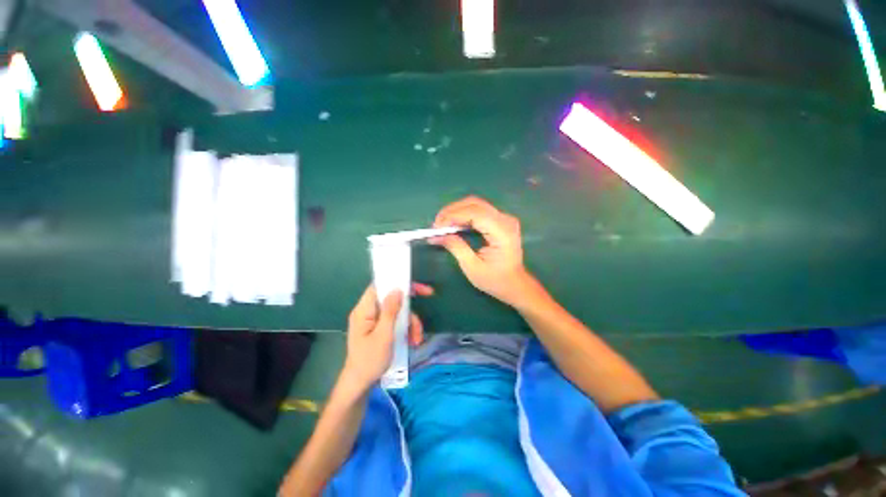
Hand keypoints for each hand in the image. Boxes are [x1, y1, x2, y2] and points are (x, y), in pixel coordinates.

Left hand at [341, 283, 431, 389]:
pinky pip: (395, 321)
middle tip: (428, 297)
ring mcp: (374, 320)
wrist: (360, 384)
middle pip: (392, 298)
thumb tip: (397, 289)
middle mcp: (368, 311)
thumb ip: (390, 311)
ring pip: (397, 311)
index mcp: (364, 310)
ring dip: (410, 322)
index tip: (414, 286)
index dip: (396, 282)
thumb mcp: (383, 335)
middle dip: (409, 305)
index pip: (379, 286)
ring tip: (417, 338)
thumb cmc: (370, 360)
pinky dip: (405, 329)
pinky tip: (413, 340)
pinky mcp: (379, 328)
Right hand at [431, 196, 536, 307]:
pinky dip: (463, 215)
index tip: (437, 227)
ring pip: (476, 204)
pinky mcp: (500, 220)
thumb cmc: (495, 280)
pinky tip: (453, 224)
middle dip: (452, 211)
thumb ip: (456, 247)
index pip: (475, 213)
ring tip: (442, 224)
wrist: (515, 285)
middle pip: (475, 204)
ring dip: (456, 211)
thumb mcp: (472, 267)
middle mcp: (505, 220)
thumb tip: (437, 235)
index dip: (453, 216)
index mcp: (502, 232)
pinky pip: (479, 210)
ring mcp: (504, 218)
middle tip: (436, 225)